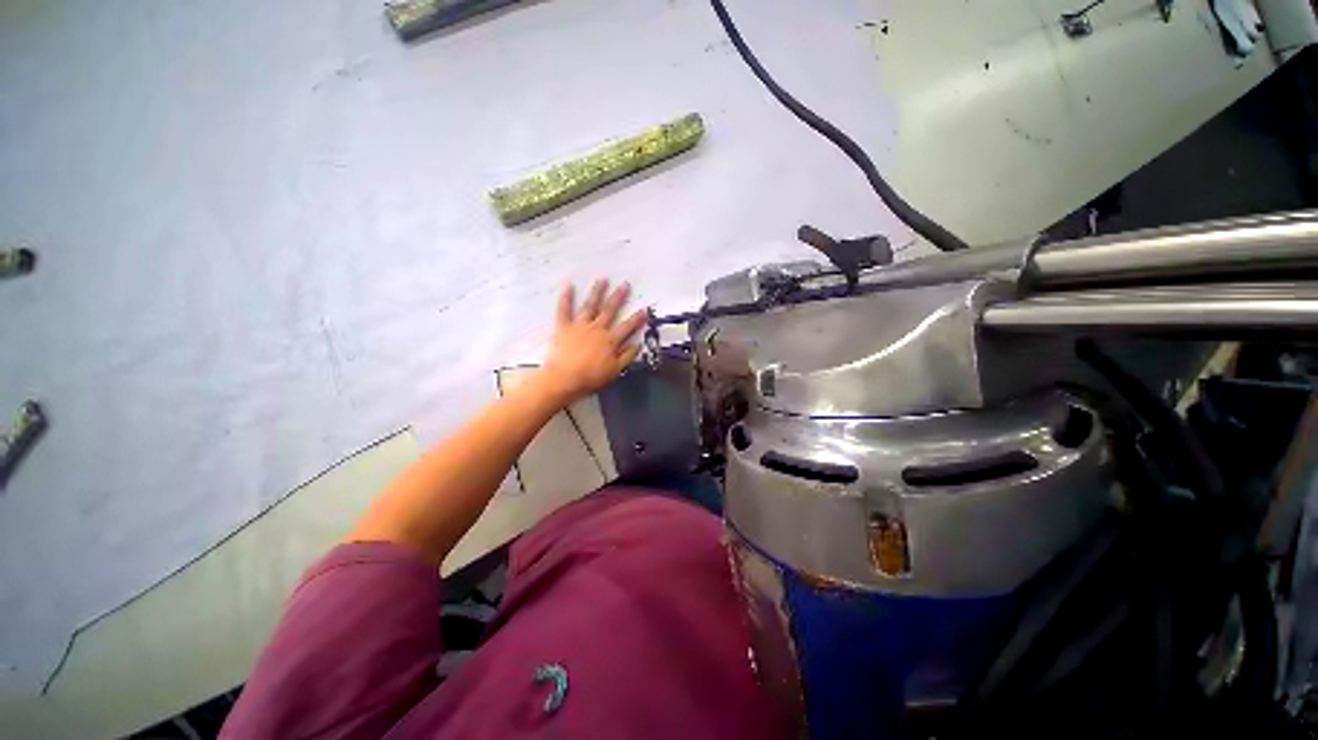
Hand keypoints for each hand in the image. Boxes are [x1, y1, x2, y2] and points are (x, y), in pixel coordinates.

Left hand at [539, 279, 646, 402]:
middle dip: (618, 296)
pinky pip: (564, 309)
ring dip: (597, 292)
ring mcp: (580, 326)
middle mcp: (597, 329)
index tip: (644, 309)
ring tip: (602, 279)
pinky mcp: (564, 327)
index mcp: (610, 340)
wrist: (564, 379)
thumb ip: (627, 356)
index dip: (637, 318)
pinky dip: (566, 297)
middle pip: (610, 310)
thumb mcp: (615, 370)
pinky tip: (568, 285)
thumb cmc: (590, 377)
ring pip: (590, 305)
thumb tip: (638, 345)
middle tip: (625, 284)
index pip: (627, 326)